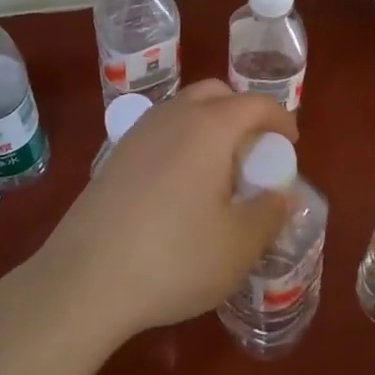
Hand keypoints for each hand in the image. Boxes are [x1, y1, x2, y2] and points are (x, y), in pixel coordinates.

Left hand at [25, 80, 294, 345]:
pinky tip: (181, 186)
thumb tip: (280, 195)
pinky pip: (159, 132)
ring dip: (209, 124)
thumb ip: (269, 214)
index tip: (292, 143)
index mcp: (208, 128)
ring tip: (220, 169)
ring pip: (182, 109)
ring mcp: (136, 135)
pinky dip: (181, 141)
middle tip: (255, 150)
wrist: (83, 281)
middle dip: (242, 111)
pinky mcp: (113, 158)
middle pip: (215, 93)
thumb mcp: (239, 246)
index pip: (254, 104)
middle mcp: (171, 118)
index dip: (280, 119)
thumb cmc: (174, 258)